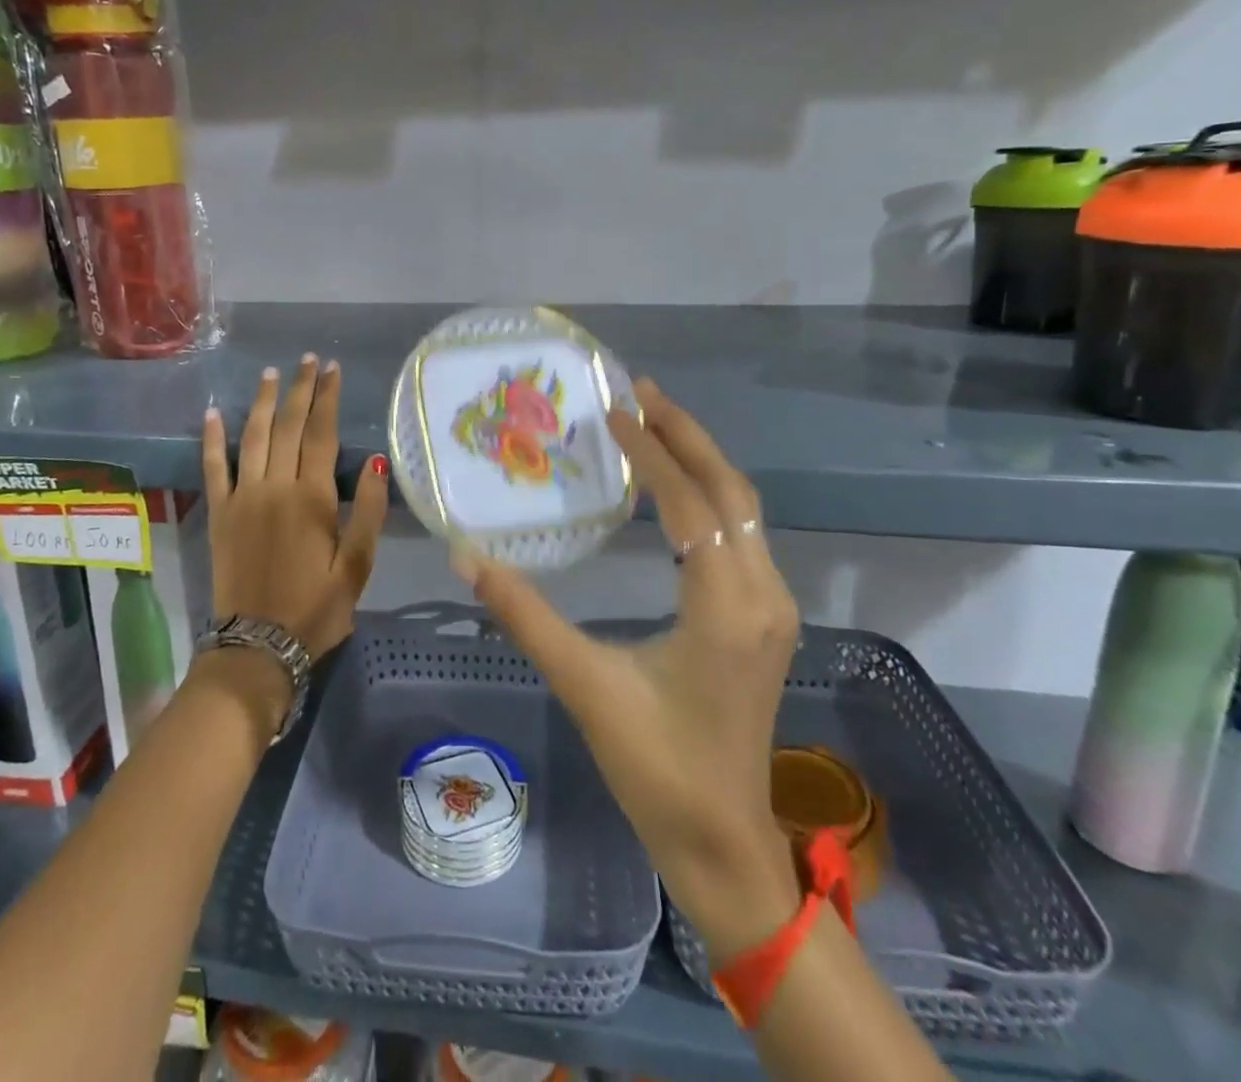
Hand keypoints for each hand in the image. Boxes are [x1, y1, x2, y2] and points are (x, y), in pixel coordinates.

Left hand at [202, 354, 389, 669]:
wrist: (258, 646)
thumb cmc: (316, 608)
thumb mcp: (357, 566)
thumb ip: (368, 511)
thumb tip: (377, 459)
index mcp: (312, 498)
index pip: (321, 434)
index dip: (327, 399)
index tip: (331, 370)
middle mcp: (275, 487)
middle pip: (288, 426)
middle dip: (299, 390)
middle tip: (307, 361)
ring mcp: (242, 497)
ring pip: (253, 437)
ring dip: (262, 402)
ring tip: (271, 374)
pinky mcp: (219, 513)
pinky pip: (213, 467)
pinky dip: (212, 439)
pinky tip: (212, 413)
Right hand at [453, 378, 801, 963]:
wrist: (722, 844)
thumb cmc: (655, 768)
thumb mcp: (585, 685)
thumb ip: (526, 616)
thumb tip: (467, 557)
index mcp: (725, 606)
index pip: (691, 504)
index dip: (653, 452)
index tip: (615, 411)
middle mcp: (763, 595)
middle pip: (733, 492)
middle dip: (688, 437)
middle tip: (640, 395)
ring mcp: (772, 608)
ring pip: (744, 512)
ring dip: (701, 463)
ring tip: (652, 426)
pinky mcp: (765, 620)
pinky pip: (742, 536)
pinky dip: (708, 498)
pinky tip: (672, 492)